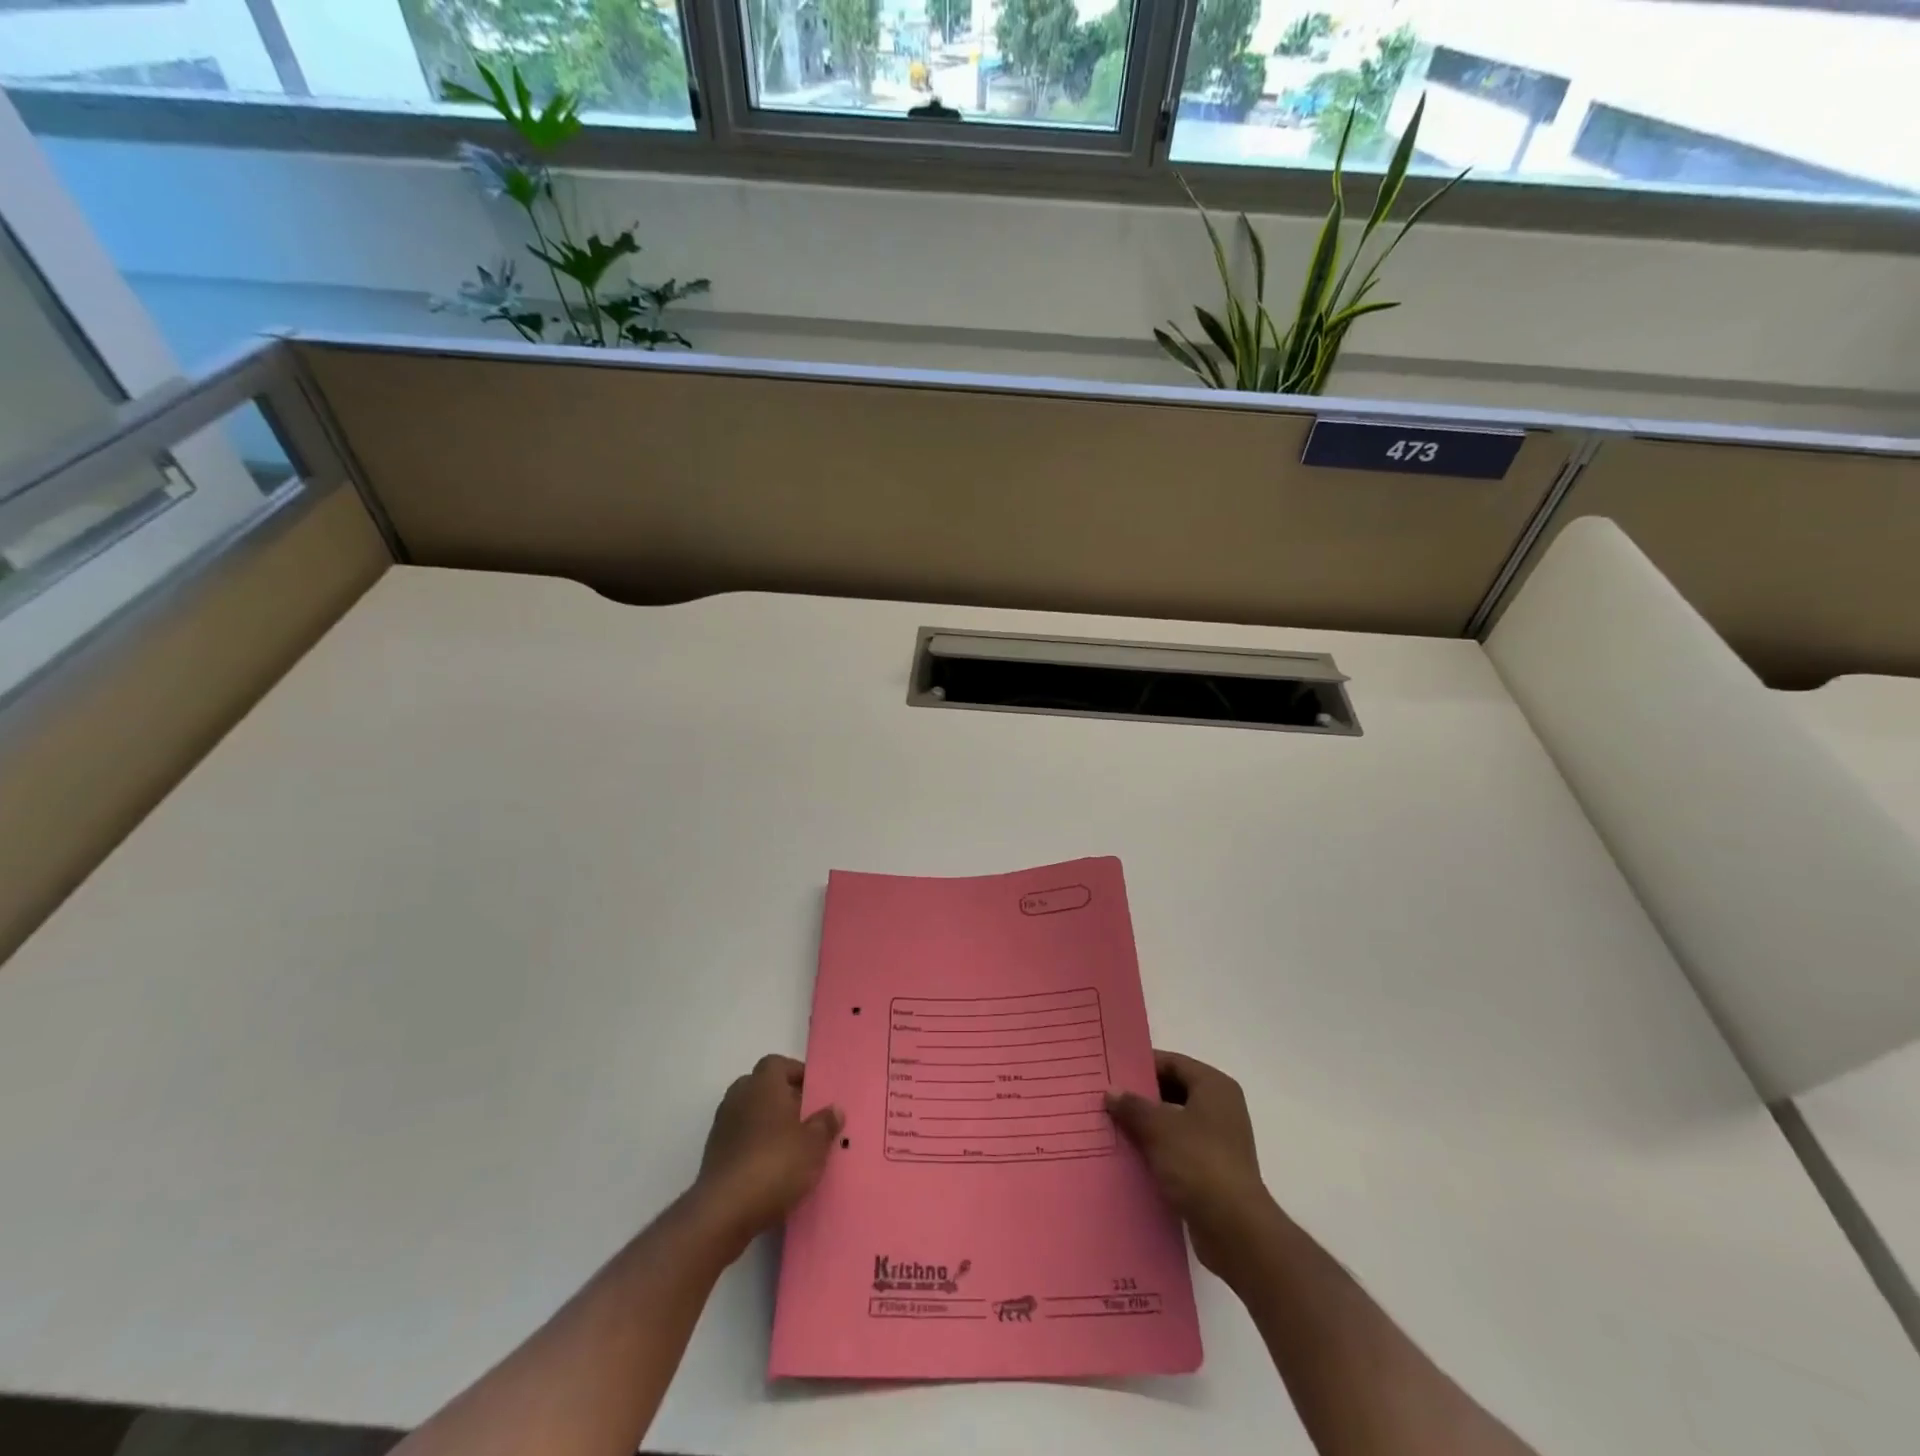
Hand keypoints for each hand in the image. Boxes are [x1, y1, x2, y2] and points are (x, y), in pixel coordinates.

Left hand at [693, 1055, 841, 1256]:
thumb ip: (825, 1124)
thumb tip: (834, 1109)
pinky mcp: (713, 1155)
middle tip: (805, 1119)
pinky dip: (754, 1146)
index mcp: (763, 1084)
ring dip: (767, 1125)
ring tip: (791, 1147)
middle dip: (783, 1099)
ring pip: (750, 1114)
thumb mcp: (814, 1145)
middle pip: (762, 1087)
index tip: (814, 1093)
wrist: (724, 1212)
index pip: (778, 1064)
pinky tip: (771, 1169)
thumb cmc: (775, 1164)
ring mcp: (722, 1126)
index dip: (796, 1074)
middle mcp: (739, 1097)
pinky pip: (740, 1139)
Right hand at [1107, 1050, 1272, 1279]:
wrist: (1235, 1230)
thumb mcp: (1158, 1128)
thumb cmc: (1198, 1163)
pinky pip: (1179, 1150)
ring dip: (1147, 1126)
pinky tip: (1130, 1157)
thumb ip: (1133, 1106)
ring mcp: (1219, 1141)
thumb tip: (1111, 1091)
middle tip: (1107, 1100)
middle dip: (1141, 1098)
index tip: (1111, 1072)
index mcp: (1214, 1087)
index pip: (1172, 1063)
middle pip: (1174, 1091)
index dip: (1141, 1066)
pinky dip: (1157, 1151)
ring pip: (1174, 1123)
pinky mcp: (1213, 1171)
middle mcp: (1221, 1108)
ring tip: (1112, 1127)